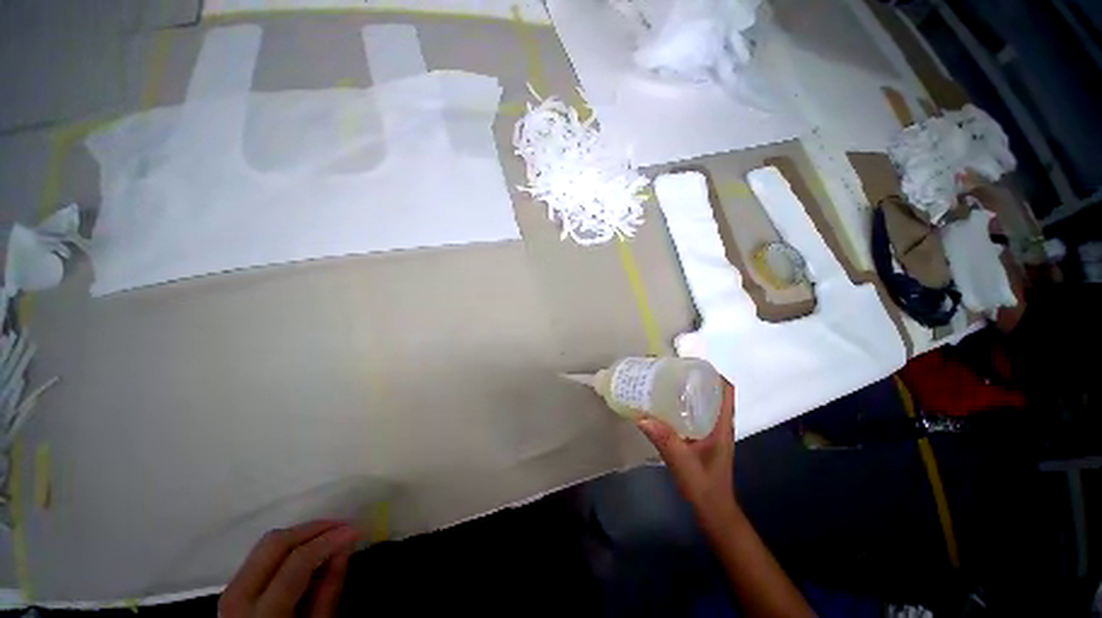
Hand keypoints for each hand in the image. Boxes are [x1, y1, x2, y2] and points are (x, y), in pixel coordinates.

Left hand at [219, 520, 360, 617]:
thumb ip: (328, 593)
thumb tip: (344, 549)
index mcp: (261, 614)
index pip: (296, 563)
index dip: (328, 541)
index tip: (355, 530)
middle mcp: (238, 597)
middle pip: (275, 544)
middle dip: (313, 529)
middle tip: (343, 526)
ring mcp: (230, 590)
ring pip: (266, 545)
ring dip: (301, 534)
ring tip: (330, 533)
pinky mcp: (233, 587)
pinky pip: (261, 555)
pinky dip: (288, 545)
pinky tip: (308, 547)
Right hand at [638, 380, 736, 530]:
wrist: (712, 509)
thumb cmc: (704, 485)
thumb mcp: (683, 462)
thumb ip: (664, 440)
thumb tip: (641, 417)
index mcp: (721, 426)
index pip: (727, 391)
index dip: (714, 374)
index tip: (692, 365)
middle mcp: (719, 424)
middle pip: (713, 392)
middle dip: (696, 378)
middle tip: (672, 370)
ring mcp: (711, 431)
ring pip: (704, 402)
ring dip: (689, 390)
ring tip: (666, 382)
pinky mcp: (702, 437)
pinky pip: (695, 413)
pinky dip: (683, 404)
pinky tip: (664, 405)